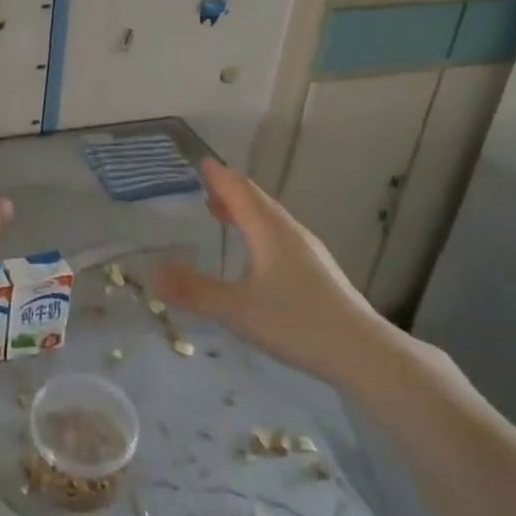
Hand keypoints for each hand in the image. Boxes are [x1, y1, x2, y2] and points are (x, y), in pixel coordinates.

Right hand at [154, 158, 385, 385]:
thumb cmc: (296, 322)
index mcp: (269, 231)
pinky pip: (281, 236)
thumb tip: (152, 271)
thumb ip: (194, 291)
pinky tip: (257, 255)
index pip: (240, 191)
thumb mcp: (236, 309)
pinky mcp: (318, 271)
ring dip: (246, 212)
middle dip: (231, 191)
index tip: (202, 162)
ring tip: (225, 215)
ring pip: (272, 219)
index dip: (220, 176)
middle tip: (207, 187)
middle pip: (257, 201)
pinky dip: (260, 231)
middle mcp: (290, 232)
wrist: (362, 352)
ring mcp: (308, 251)